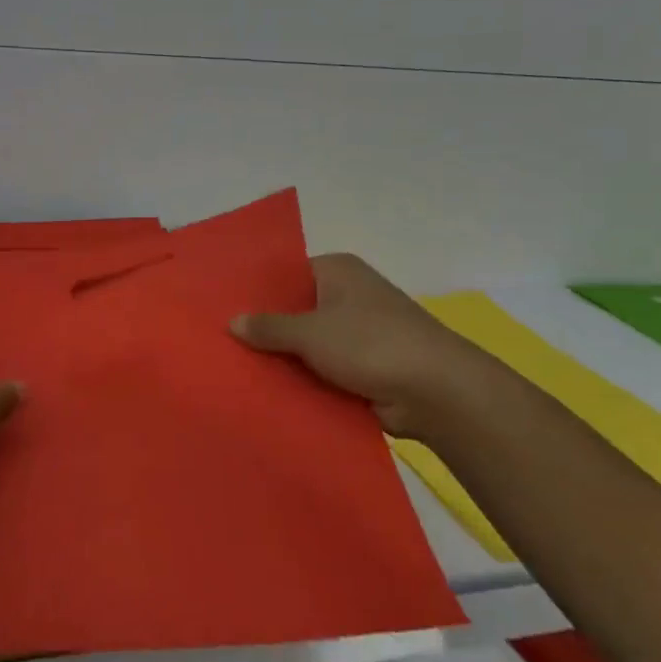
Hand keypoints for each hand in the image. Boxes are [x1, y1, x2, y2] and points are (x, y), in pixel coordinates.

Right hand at [231, 253, 502, 439]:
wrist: (437, 391)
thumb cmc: (371, 343)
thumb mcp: (311, 332)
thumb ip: (269, 327)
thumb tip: (232, 322)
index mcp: (338, 270)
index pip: (287, 274)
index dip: (257, 291)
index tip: (224, 308)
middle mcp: (349, 295)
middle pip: (297, 309)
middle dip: (267, 328)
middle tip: (223, 342)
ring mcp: (360, 332)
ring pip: (309, 343)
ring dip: (286, 358)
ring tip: (237, 369)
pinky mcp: (366, 366)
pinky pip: (324, 369)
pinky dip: (305, 379)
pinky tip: (270, 391)